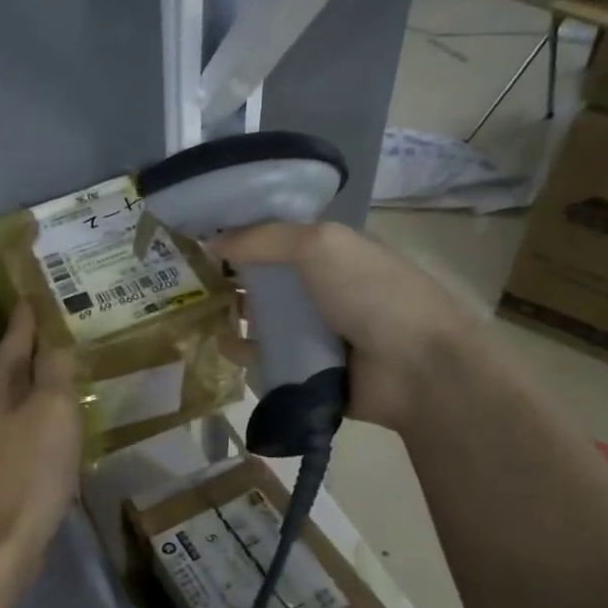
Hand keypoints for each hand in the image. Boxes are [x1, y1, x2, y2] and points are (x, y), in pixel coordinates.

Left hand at [0, 303, 81, 562]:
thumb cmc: (28, 470)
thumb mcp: (53, 411)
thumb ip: (55, 370)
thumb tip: (54, 341)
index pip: (12, 337)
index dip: (28, 317)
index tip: (34, 296)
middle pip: (5, 368)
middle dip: (28, 352)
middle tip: (56, 337)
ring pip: (6, 400)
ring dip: (29, 388)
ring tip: (56, 380)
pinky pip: (9, 430)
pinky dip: (28, 420)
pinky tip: (45, 430)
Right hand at [209, 221, 479, 431]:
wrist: (417, 366)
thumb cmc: (372, 292)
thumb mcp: (320, 245)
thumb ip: (263, 238)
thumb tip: (210, 240)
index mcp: (331, 254)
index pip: (278, 239)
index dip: (242, 236)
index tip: (200, 239)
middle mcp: (322, 290)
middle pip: (266, 281)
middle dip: (230, 279)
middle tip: (190, 281)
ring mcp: (316, 333)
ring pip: (264, 321)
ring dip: (234, 316)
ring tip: (198, 315)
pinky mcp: (308, 371)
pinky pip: (268, 360)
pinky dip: (246, 355)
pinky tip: (222, 347)